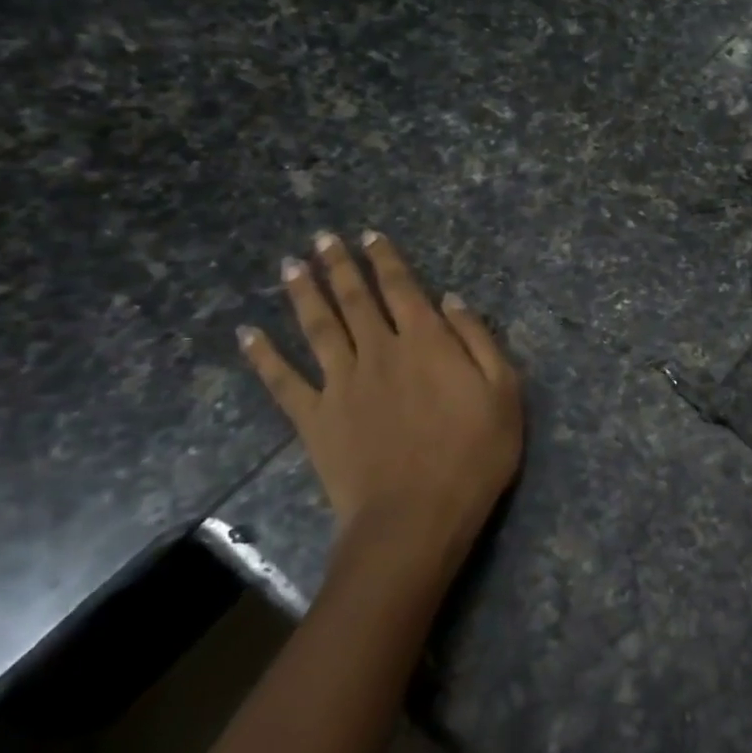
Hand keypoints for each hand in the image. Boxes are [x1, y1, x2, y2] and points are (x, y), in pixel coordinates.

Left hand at [239, 231, 521, 576]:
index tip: (371, 236)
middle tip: (323, 238)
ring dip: (304, 293)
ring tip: (289, 264)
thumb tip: (452, 300)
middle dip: (340, 266)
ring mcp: (342, 383)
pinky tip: (248, 334)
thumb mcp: (504, 392)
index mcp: (427, 342)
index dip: (386, 260)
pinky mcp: (315, 418)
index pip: (403, 289)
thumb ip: (479, 340)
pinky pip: (283, 381)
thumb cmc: (474, 454)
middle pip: (355, 299)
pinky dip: (263, 356)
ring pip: (318, 327)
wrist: (416, 517)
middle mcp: (379, 351)